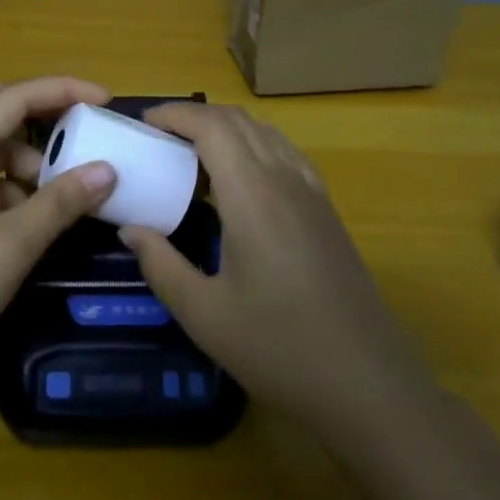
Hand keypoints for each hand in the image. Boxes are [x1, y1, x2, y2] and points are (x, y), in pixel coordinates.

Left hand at [0, 76, 117, 368]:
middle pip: (1, 116)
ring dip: (34, 163)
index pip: (13, 97)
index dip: (62, 90)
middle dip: (49, 118)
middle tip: (91, 130)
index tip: (106, 100)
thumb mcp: (13, 244)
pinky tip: (37, 222)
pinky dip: (18, 192)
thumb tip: (107, 169)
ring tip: (70, 192)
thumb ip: (62, 202)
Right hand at [119, 103, 432, 446]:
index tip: (143, 122)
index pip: (212, 126)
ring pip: (266, 134)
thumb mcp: (204, 314)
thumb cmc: (279, 348)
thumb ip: (160, 264)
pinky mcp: (327, 212)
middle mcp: (285, 180)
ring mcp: (313, 194)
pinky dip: (254, 147)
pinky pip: (285, 155)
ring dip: (226, 129)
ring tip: (191, 154)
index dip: (176, 114)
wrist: (369, 385)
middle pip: (239, 121)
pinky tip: (239, 181)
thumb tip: (130, 229)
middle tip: (158, 137)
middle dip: (196, 116)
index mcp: (253, 195)